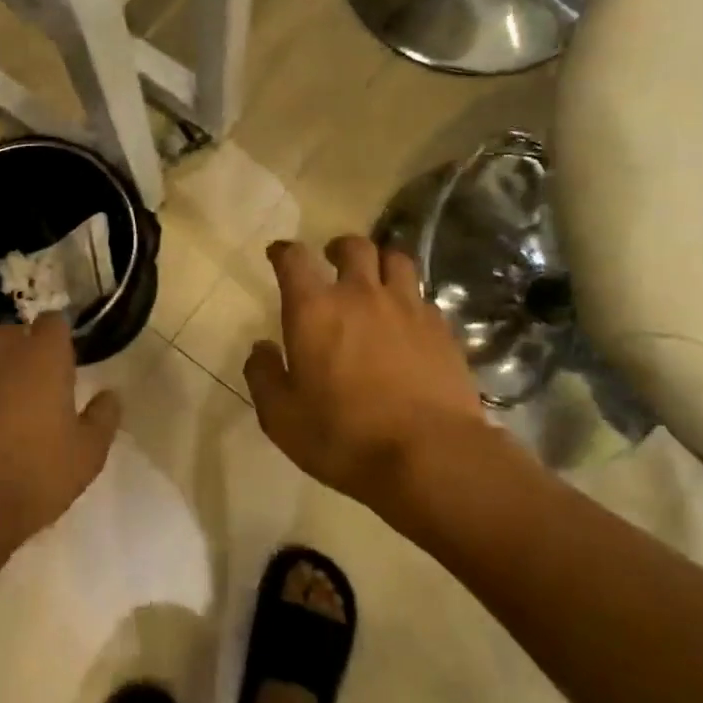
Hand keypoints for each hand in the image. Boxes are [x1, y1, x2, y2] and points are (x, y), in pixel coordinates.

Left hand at [0, 315, 120, 577]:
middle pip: (10, 335)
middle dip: (17, 356)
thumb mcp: (86, 457)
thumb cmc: (29, 478)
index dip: (56, 344)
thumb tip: (111, 395)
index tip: (58, 368)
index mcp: (42, 355)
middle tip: (22, 395)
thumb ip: (103, 418)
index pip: (53, 323)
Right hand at [243, 236, 508, 523]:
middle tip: (332, 260)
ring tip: (375, 279)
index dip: (284, 252)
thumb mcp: (281, 417)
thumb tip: (261, 348)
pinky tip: (407, 320)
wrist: (430, 456)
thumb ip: (264, 376)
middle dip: (338, 248)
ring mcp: (407, 308)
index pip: (294, 260)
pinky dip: (410, 298)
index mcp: (314, 310)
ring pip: (396, 260)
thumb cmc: (343, 436)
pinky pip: (423, 296)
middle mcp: (361, 295)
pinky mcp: (442, 328)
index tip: (278, 253)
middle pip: (354, 247)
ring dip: (380, 262)